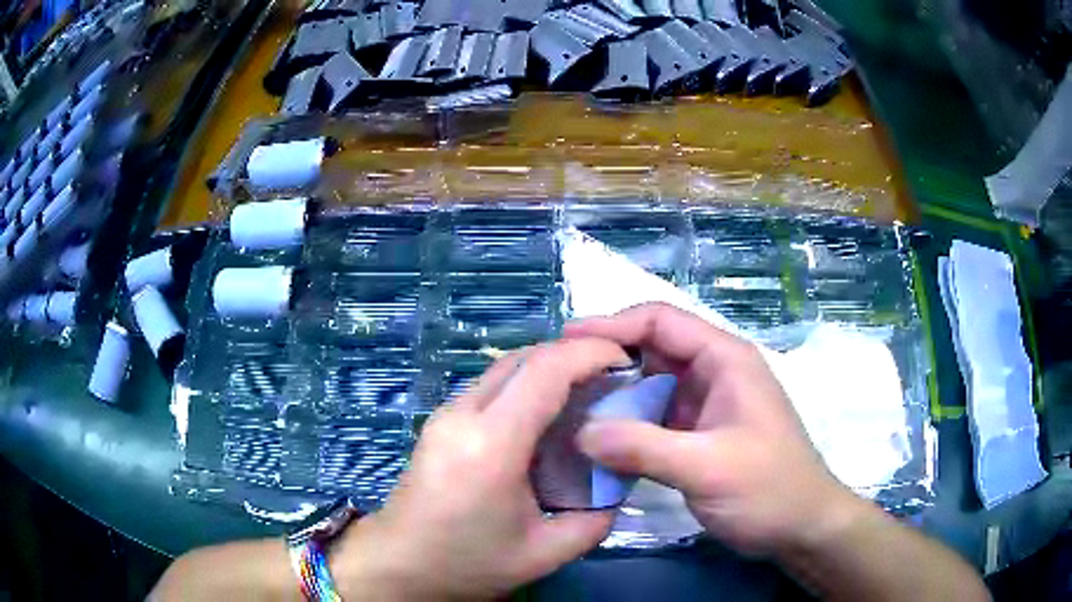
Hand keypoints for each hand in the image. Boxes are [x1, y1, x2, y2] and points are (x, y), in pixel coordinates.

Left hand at [332, 338, 628, 599]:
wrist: (397, 564)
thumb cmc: (466, 563)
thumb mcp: (543, 554)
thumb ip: (595, 519)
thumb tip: (618, 483)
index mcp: (491, 445)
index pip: (546, 371)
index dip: (591, 353)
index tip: (628, 361)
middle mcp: (463, 415)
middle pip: (525, 357)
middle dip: (575, 355)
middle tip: (614, 377)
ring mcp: (446, 414)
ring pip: (505, 367)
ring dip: (550, 367)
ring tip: (587, 392)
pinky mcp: (440, 421)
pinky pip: (491, 386)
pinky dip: (527, 384)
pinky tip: (547, 415)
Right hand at [566, 303, 863, 557]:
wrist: (801, 527)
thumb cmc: (769, 490)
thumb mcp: (707, 468)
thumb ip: (643, 447)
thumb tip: (580, 432)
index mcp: (725, 359)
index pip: (662, 321)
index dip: (613, 324)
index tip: (566, 343)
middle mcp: (714, 372)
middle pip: (652, 348)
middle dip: (607, 359)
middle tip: (558, 380)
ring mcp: (706, 404)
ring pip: (650, 384)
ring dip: (613, 394)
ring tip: (567, 407)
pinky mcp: (698, 433)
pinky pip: (654, 416)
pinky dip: (625, 423)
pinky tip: (597, 439)